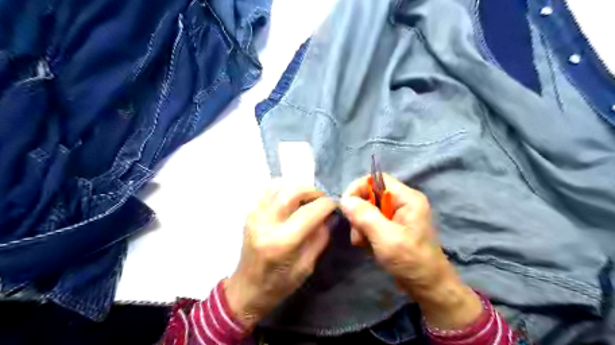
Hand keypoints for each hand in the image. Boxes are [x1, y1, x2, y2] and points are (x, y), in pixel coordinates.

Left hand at [226, 179, 334, 329]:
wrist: (247, 288)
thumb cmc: (279, 283)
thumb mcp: (307, 266)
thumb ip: (320, 237)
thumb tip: (330, 215)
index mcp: (282, 242)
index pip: (310, 212)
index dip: (327, 204)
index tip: (335, 205)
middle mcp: (266, 224)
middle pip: (292, 192)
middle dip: (313, 191)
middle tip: (322, 199)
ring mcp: (255, 215)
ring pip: (279, 186)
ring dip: (298, 188)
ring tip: (307, 199)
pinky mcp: (249, 212)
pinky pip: (268, 189)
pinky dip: (283, 188)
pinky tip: (291, 198)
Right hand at [338, 174, 482, 329]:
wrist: (428, 287)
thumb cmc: (411, 261)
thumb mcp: (386, 238)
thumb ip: (365, 216)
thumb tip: (345, 200)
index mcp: (407, 198)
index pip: (377, 179)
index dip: (359, 188)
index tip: (346, 206)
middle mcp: (403, 202)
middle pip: (370, 195)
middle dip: (359, 213)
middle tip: (357, 233)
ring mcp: (397, 215)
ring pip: (368, 209)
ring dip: (360, 225)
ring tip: (362, 243)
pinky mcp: (392, 227)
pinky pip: (371, 221)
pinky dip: (365, 232)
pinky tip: (368, 246)